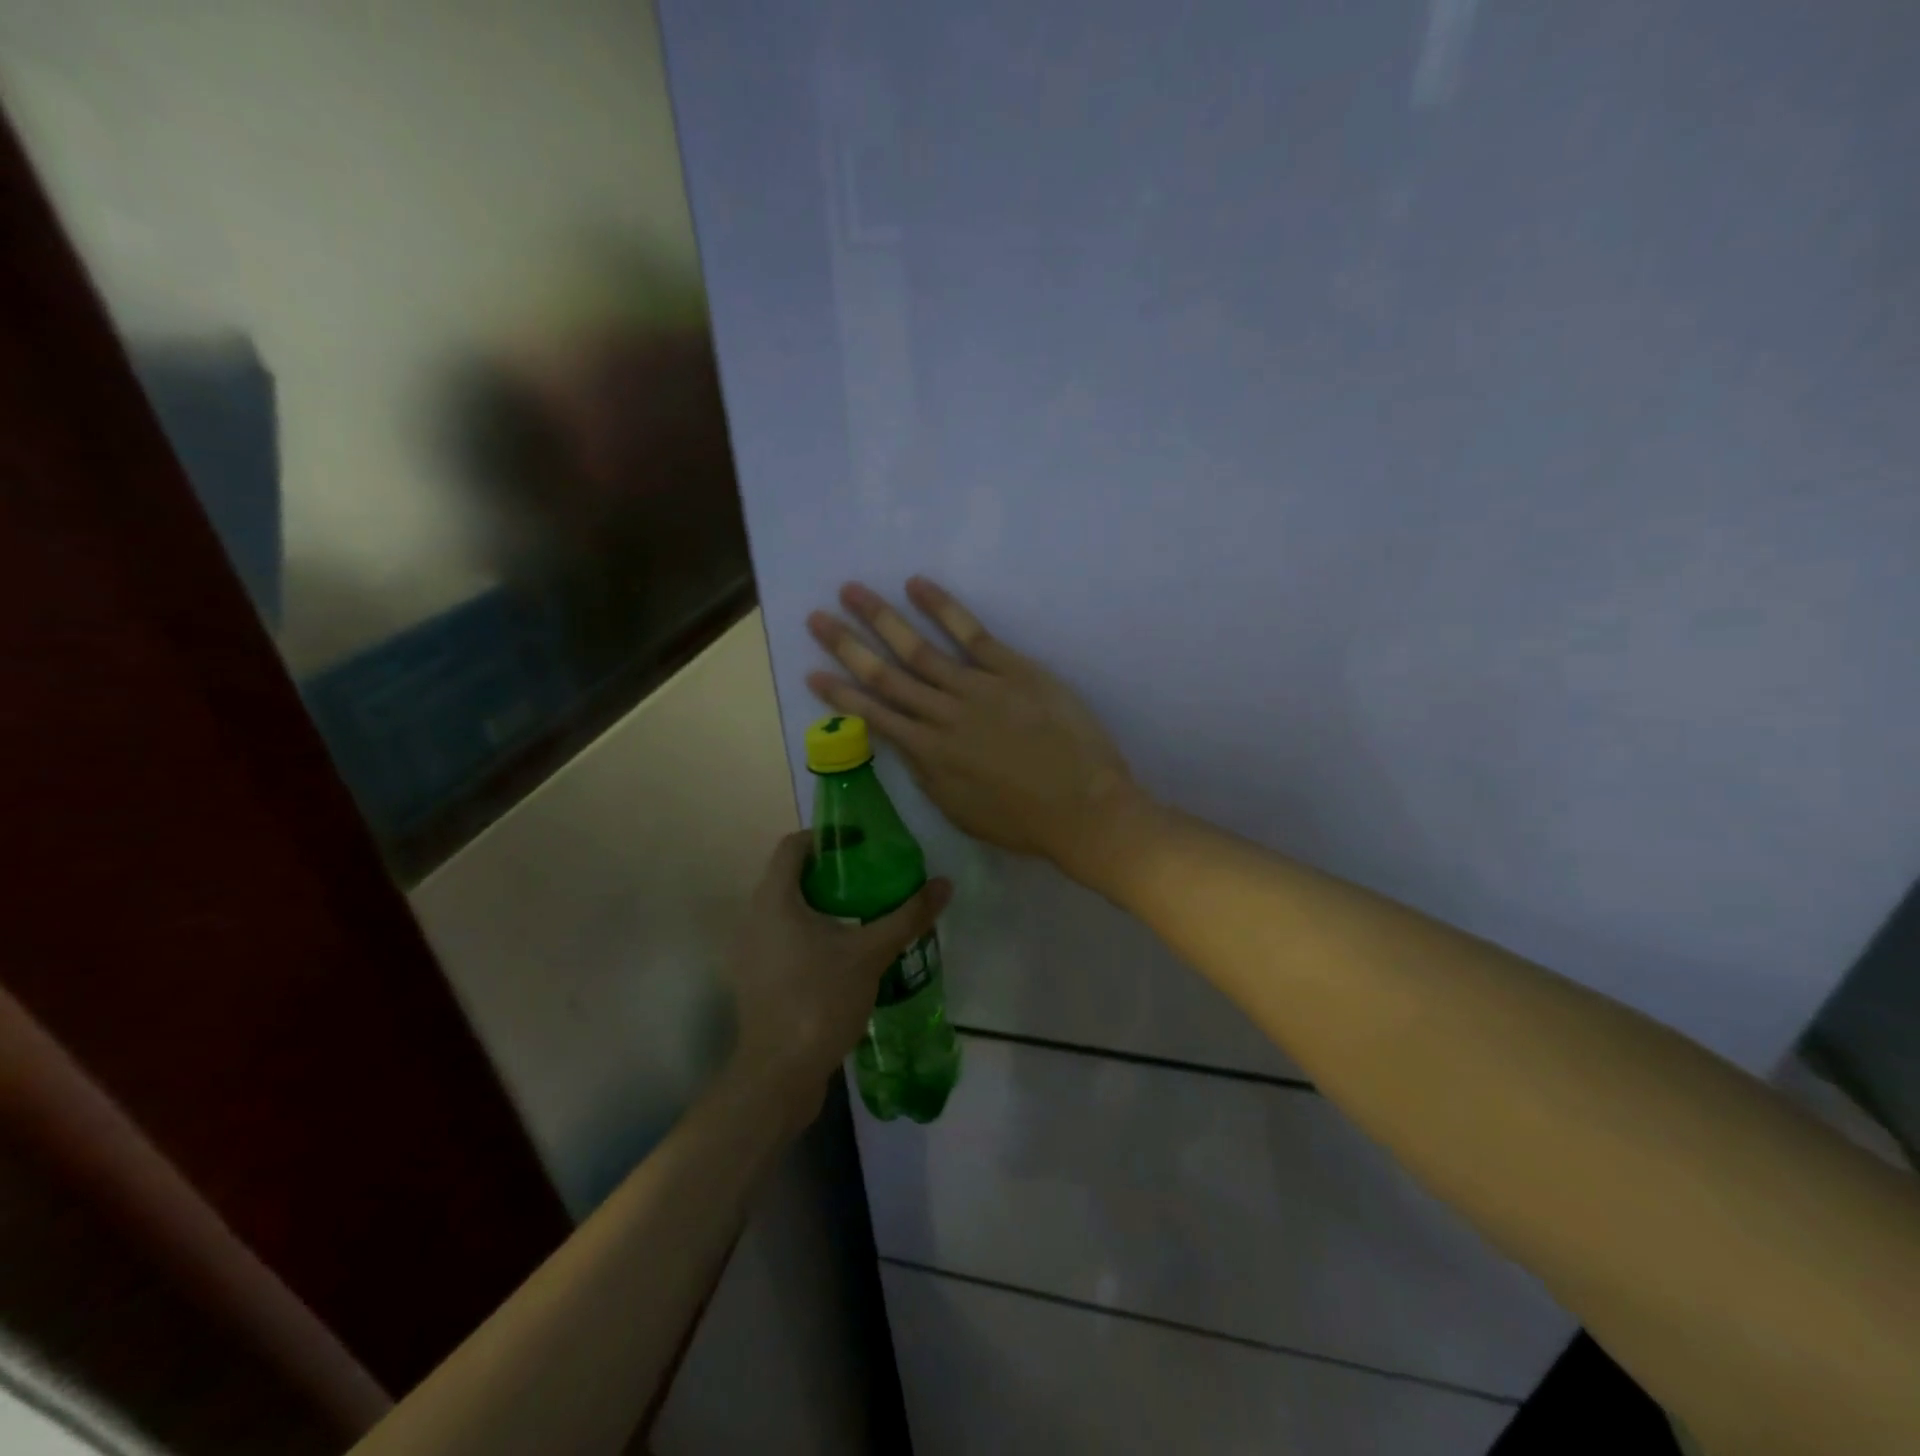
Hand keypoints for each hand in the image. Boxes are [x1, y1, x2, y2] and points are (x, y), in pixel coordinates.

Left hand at [726, 833, 951, 1128]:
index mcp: (774, 900)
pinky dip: (811, 933)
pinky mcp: (757, 978)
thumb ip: (907, 916)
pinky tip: (844, 953)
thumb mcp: (870, 953)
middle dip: (831, 873)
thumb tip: (944, 884)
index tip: (861, 843)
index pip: (793, 846)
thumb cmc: (820, 999)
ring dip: (822, 905)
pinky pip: (784, 939)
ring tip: (864, 912)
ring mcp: (751, 951)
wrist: (779, 1074)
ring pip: (787, 910)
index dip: (826, 837)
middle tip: (872, 877)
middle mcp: (753, 917)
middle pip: (791, 877)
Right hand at [806, 578, 1147, 880]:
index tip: (812, 673)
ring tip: (851, 591)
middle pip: (886, 675)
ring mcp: (977, 687)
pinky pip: (972, 633)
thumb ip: (928, 775)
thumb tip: (904, 744)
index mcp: (929, 755)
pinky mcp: (1012, 669)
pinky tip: (917, 586)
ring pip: (919, 649)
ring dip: (882, 618)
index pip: (875, 716)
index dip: (841, 694)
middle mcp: (943, 716)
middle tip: (815, 617)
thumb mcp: (960, 810)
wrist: (1083, 809)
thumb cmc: (1023, 821)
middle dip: (847, 645)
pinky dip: (942, 608)